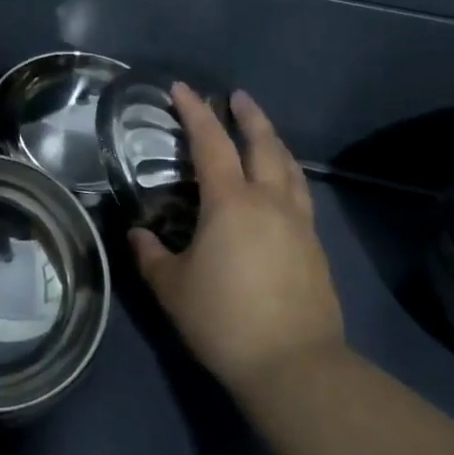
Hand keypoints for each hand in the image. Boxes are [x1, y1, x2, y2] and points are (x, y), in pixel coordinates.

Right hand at [129, 85, 344, 397]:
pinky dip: (287, 175)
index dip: (194, 112)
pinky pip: (300, 194)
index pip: (210, 143)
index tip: (181, 88)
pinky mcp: (315, 248)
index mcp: (231, 202)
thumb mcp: (173, 288)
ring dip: (273, 142)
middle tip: (237, 96)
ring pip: (289, 167)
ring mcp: (298, 223)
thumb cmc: (225, 319)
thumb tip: (138, 235)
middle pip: (263, 144)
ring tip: (262, 132)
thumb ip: (151, 256)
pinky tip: (280, 187)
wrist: (295, 366)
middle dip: (248, 115)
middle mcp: (269, 201)